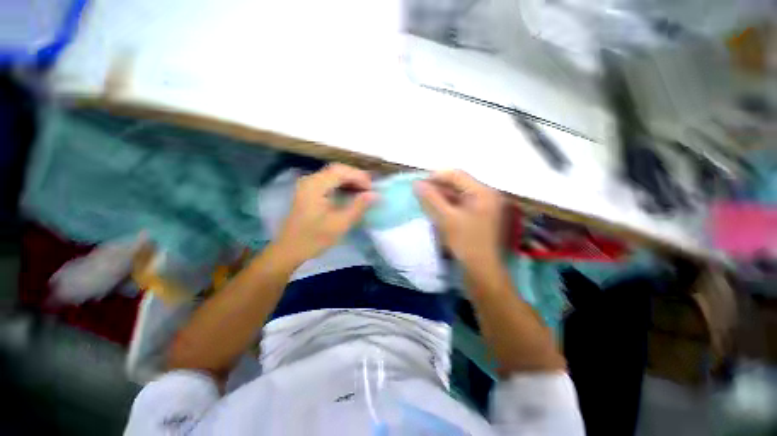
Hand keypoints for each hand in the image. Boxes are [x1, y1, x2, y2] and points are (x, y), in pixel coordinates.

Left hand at [276, 164, 376, 264]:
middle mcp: (310, 180)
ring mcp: (308, 185)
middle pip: (337, 169)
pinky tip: (350, 194)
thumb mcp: (340, 224)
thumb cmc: (314, 238)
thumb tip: (376, 195)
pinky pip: (328, 182)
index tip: (372, 189)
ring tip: (363, 192)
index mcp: (315, 185)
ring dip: (350, 181)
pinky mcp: (308, 191)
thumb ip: (359, 206)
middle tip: (370, 189)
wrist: (290, 250)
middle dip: (356, 177)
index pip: (341, 171)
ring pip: (333, 175)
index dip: (359, 176)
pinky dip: (342, 185)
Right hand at [415, 170, 503, 268]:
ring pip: (458, 195)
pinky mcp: (479, 217)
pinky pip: (460, 206)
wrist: (481, 271)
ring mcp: (484, 207)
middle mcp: (486, 196)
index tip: (419, 184)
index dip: (436, 177)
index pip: (457, 175)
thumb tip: (416, 183)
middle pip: (458, 184)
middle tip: (420, 193)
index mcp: (483, 192)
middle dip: (438, 188)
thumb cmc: (466, 242)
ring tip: (424, 201)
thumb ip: (431, 199)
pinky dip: (447, 206)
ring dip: (441, 197)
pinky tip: (436, 210)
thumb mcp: (446, 218)